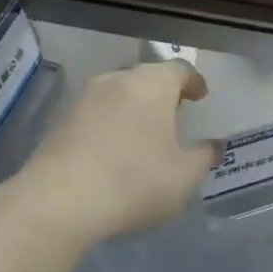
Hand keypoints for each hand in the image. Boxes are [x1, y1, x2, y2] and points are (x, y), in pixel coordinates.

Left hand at [23, 60, 220, 243]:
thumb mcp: (184, 176)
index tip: (201, 96)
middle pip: (146, 78)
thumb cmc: (134, 180)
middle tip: (174, 114)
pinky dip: (109, 126)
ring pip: (118, 95)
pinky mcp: (59, 122)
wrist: (58, 202)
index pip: (180, 69)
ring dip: (133, 110)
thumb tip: (214, 145)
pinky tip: (113, 153)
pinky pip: (95, 116)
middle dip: (162, 94)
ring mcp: (84, 99)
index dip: (193, 81)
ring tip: (143, 135)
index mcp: (152, 83)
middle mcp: (118, 80)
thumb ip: (204, 156)